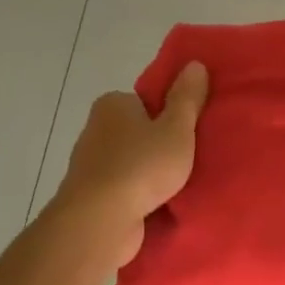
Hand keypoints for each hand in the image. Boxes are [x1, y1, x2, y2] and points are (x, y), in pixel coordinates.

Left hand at [52, 62, 207, 267]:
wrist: (99, 221)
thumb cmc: (141, 166)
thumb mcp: (177, 128)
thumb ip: (187, 98)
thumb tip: (194, 64)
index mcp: (113, 104)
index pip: (146, 101)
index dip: (169, 114)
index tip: (188, 132)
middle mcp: (96, 128)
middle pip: (138, 131)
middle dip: (160, 144)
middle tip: (190, 158)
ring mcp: (90, 164)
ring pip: (131, 161)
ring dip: (150, 172)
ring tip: (179, 184)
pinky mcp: (91, 195)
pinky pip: (124, 187)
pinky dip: (139, 193)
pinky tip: (158, 204)